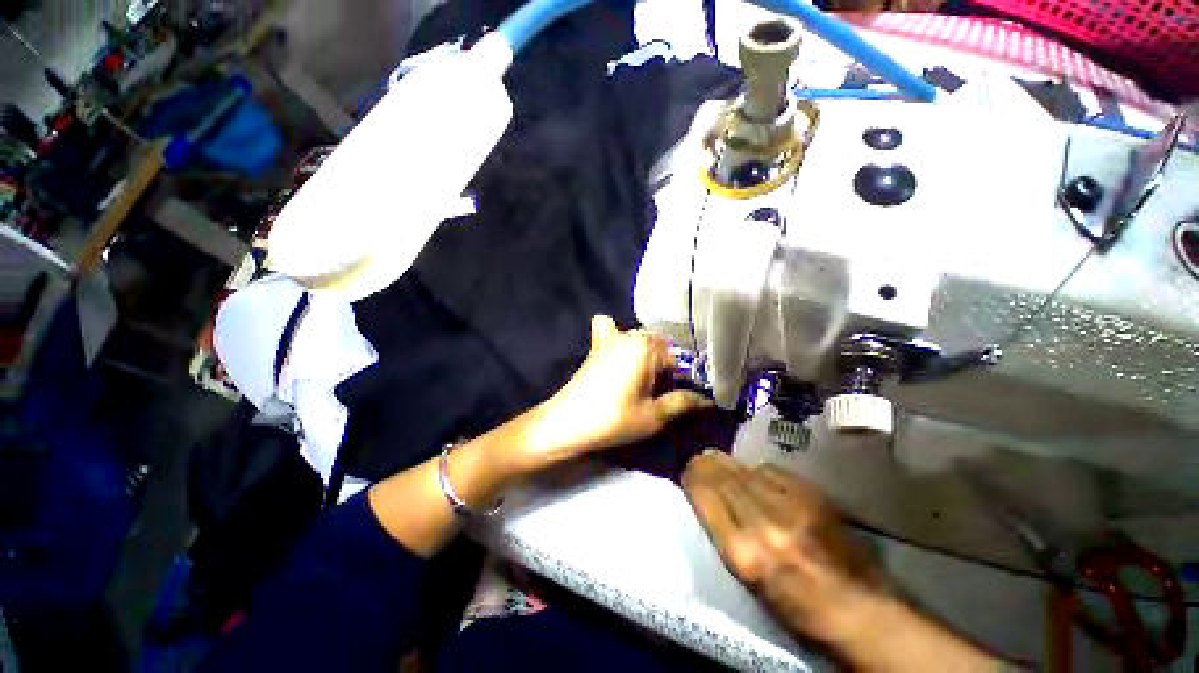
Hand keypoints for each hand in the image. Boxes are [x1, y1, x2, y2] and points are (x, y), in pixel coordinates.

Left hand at [520, 316, 710, 465]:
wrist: (567, 422)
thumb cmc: (613, 419)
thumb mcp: (653, 416)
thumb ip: (682, 403)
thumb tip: (707, 400)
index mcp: (647, 348)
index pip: (678, 358)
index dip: (686, 376)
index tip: (688, 393)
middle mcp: (630, 335)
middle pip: (660, 344)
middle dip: (668, 363)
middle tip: (668, 387)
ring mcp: (611, 337)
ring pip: (639, 336)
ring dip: (648, 350)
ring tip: (648, 375)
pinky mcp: (596, 345)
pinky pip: (609, 329)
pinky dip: (617, 334)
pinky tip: (622, 354)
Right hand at [682, 452, 880, 643]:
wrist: (857, 609)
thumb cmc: (793, 606)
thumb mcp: (746, 578)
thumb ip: (724, 533)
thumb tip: (706, 495)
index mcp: (742, 554)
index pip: (705, 496)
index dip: (693, 478)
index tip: (687, 472)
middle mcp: (763, 525)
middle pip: (723, 478)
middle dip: (706, 465)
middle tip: (699, 459)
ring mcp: (791, 507)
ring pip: (746, 470)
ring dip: (728, 464)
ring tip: (718, 459)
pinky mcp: (813, 496)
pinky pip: (772, 471)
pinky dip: (758, 470)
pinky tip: (755, 474)